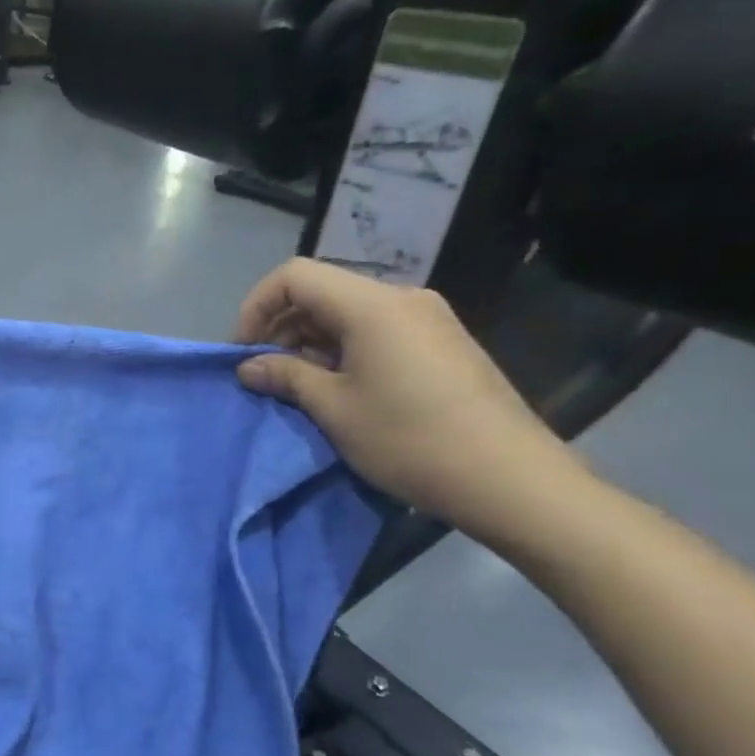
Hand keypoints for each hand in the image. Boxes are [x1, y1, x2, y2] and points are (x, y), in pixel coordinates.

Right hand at [234, 259, 581, 533]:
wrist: (511, 479)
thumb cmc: (410, 439)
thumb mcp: (333, 409)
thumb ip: (285, 376)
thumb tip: (247, 366)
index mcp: (372, 305)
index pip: (294, 276)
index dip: (257, 306)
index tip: (243, 350)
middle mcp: (402, 299)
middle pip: (322, 292)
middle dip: (281, 327)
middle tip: (264, 373)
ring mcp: (428, 320)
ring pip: (348, 313)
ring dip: (311, 342)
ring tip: (297, 386)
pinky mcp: (443, 344)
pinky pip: (377, 331)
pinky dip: (343, 350)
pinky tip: (340, 389)